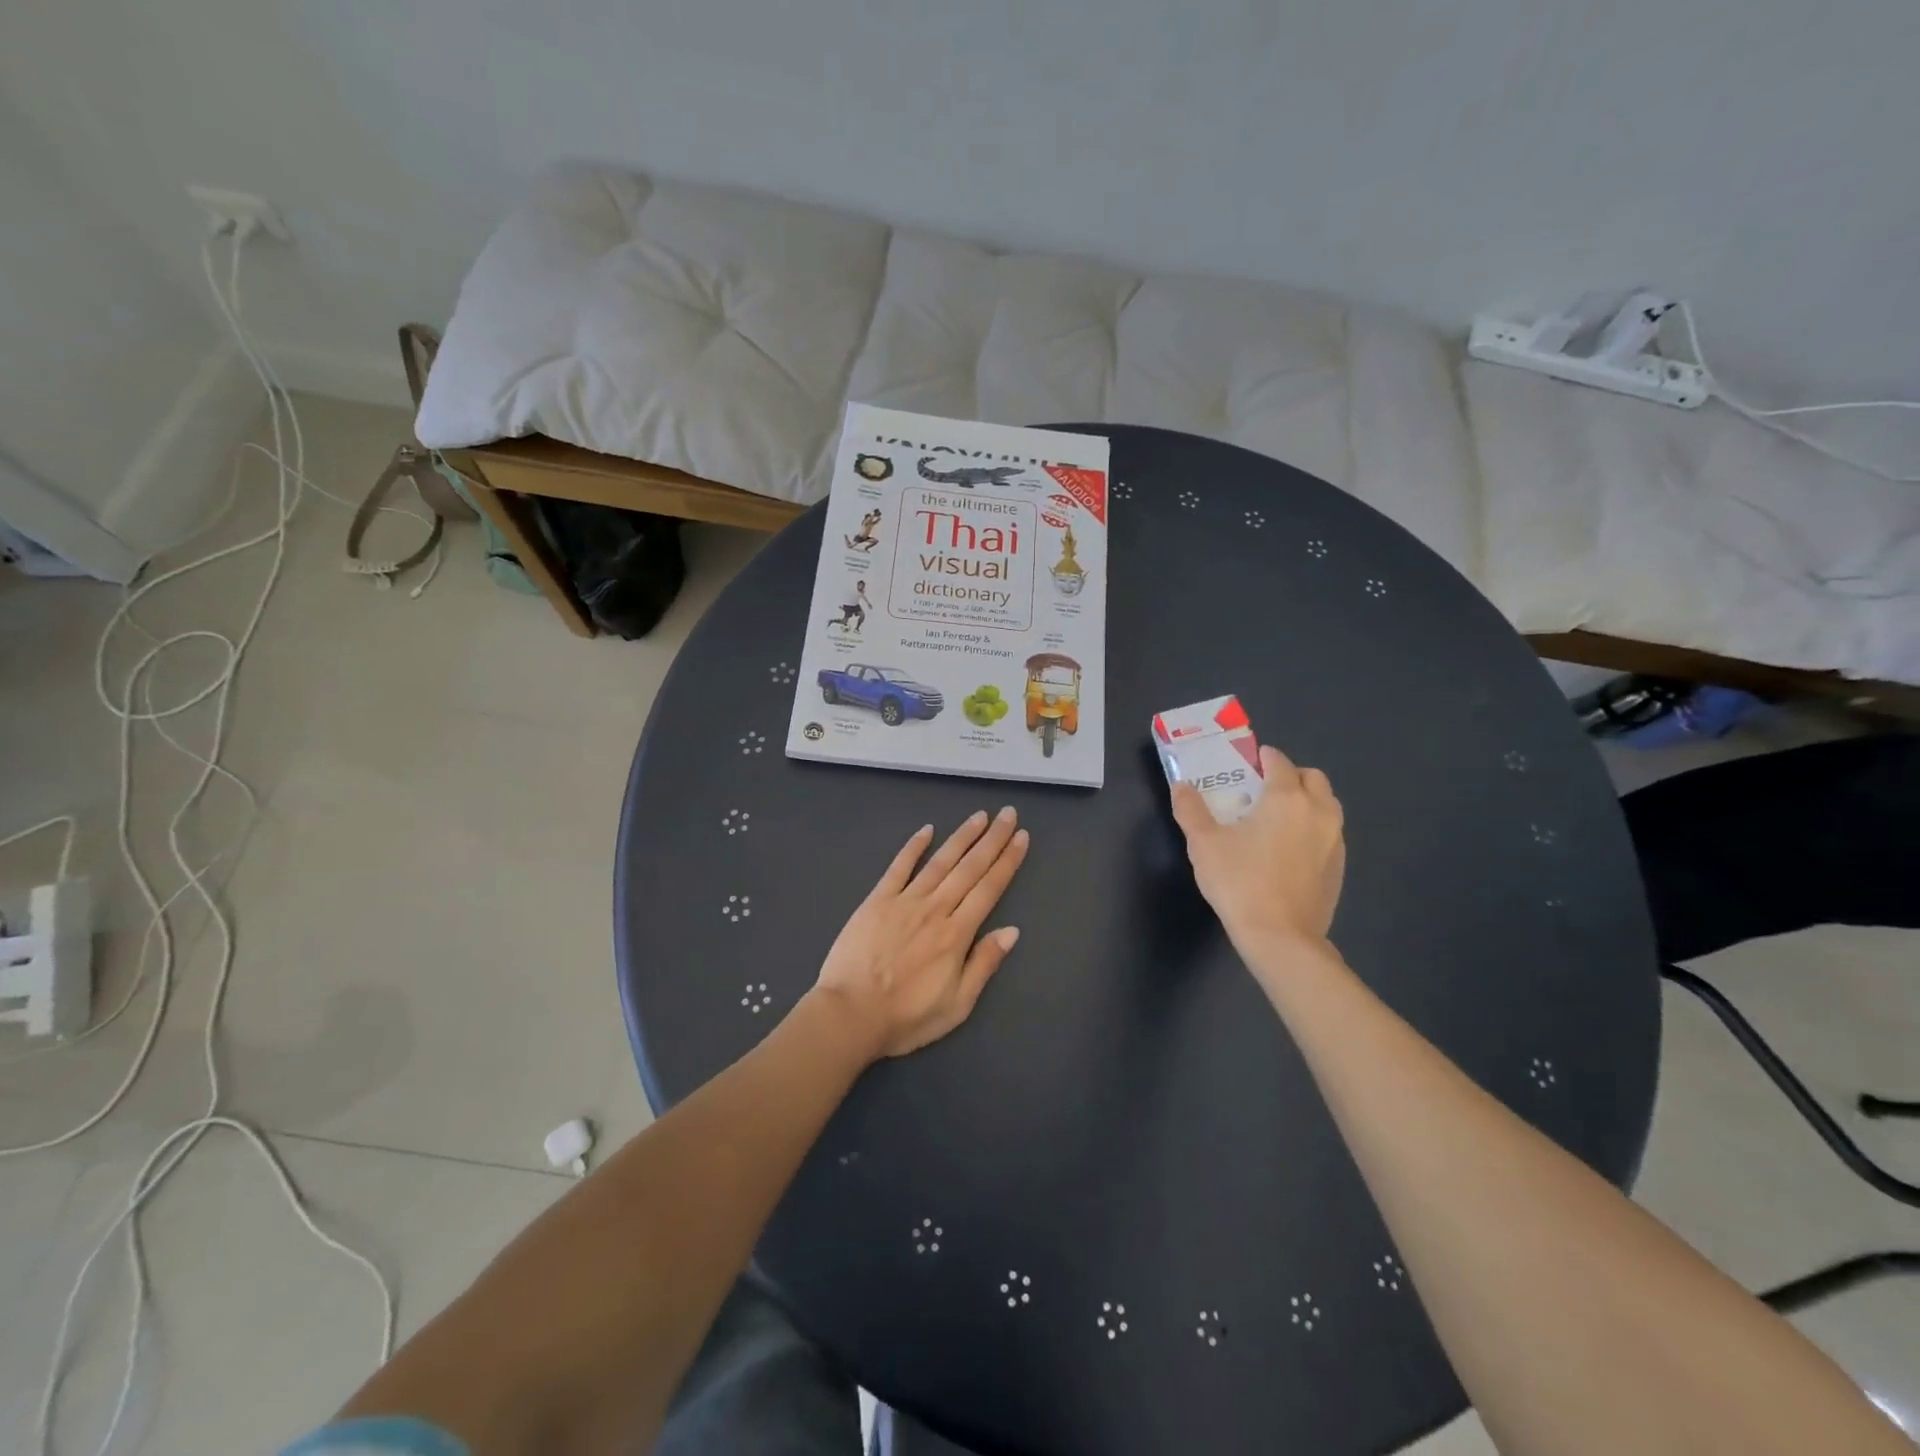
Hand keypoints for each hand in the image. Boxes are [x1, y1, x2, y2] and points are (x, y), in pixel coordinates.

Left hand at [814, 808, 1029, 1059]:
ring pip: (940, 862)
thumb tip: (1012, 930)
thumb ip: (984, 964)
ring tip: (979, 816)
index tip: (1021, 837)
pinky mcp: (877, 901)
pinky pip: (898, 867)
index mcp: (957, 934)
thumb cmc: (906, 1017)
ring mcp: (904, 901)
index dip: (1007, 861)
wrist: (850, 1014)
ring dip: (961, 837)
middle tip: (1008, 813)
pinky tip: (927, 830)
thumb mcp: (957, 1004)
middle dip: (992, 840)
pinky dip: (913, 847)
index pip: (989, 889)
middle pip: (969, 868)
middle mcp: (935, 909)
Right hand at [1170, 744, 1345, 964]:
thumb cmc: (1239, 882)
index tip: (1245, 764)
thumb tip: (1181, 787)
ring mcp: (1334, 839)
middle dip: (1289, 776)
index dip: (1261, 758)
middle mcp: (1318, 811)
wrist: (1280, 937)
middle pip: (1312, 778)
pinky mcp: (1339, 866)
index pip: (1279, 761)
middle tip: (1262, 791)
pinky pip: (1329, 832)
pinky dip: (1313, 828)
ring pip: (1326, 804)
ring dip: (1306, 801)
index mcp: (1286, 798)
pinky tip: (1289, 850)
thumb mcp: (1203, 844)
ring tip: (1276, 819)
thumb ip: (1190, 810)